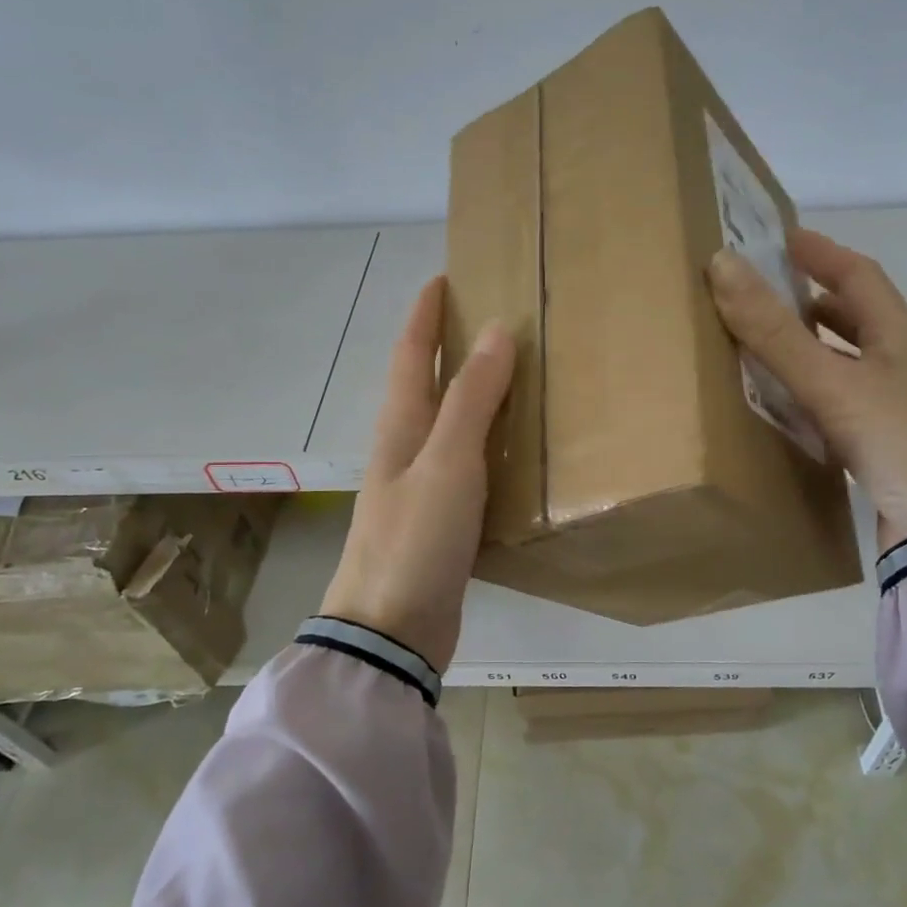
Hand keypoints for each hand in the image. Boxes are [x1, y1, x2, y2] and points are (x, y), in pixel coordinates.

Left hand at [320, 277, 513, 671]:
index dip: (425, 314)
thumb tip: (497, 331)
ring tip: (516, 376)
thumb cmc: (414, 540)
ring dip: (473, 396)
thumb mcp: (446, 463)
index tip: (446, 277)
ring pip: (449, 426)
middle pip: (426, 386)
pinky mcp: (441, 522)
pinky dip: (489, 446)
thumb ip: (471, 400)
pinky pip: (468, 467)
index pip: (409, 355)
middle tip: (494, 320)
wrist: (390, 630)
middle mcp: (405, 451)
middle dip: (450, 347)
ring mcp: (421, 489)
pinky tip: (516, 450)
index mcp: (400, 428)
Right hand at [707, 228, 906, 550]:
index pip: (858, 275)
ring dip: (813, 350)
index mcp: (901, 335)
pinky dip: (815, 394)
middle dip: (813, 300)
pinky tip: (790, 407)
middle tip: (764, 294)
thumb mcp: (834, 382)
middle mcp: (905, 363)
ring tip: (767, 347)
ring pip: (850, 363)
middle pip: (857, 318)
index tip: (780, 238)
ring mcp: (900, 406)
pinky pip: (845, 404)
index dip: (820, 253)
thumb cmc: (902, 439)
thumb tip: (721, 265)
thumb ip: (775, 332)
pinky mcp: (889, 445)